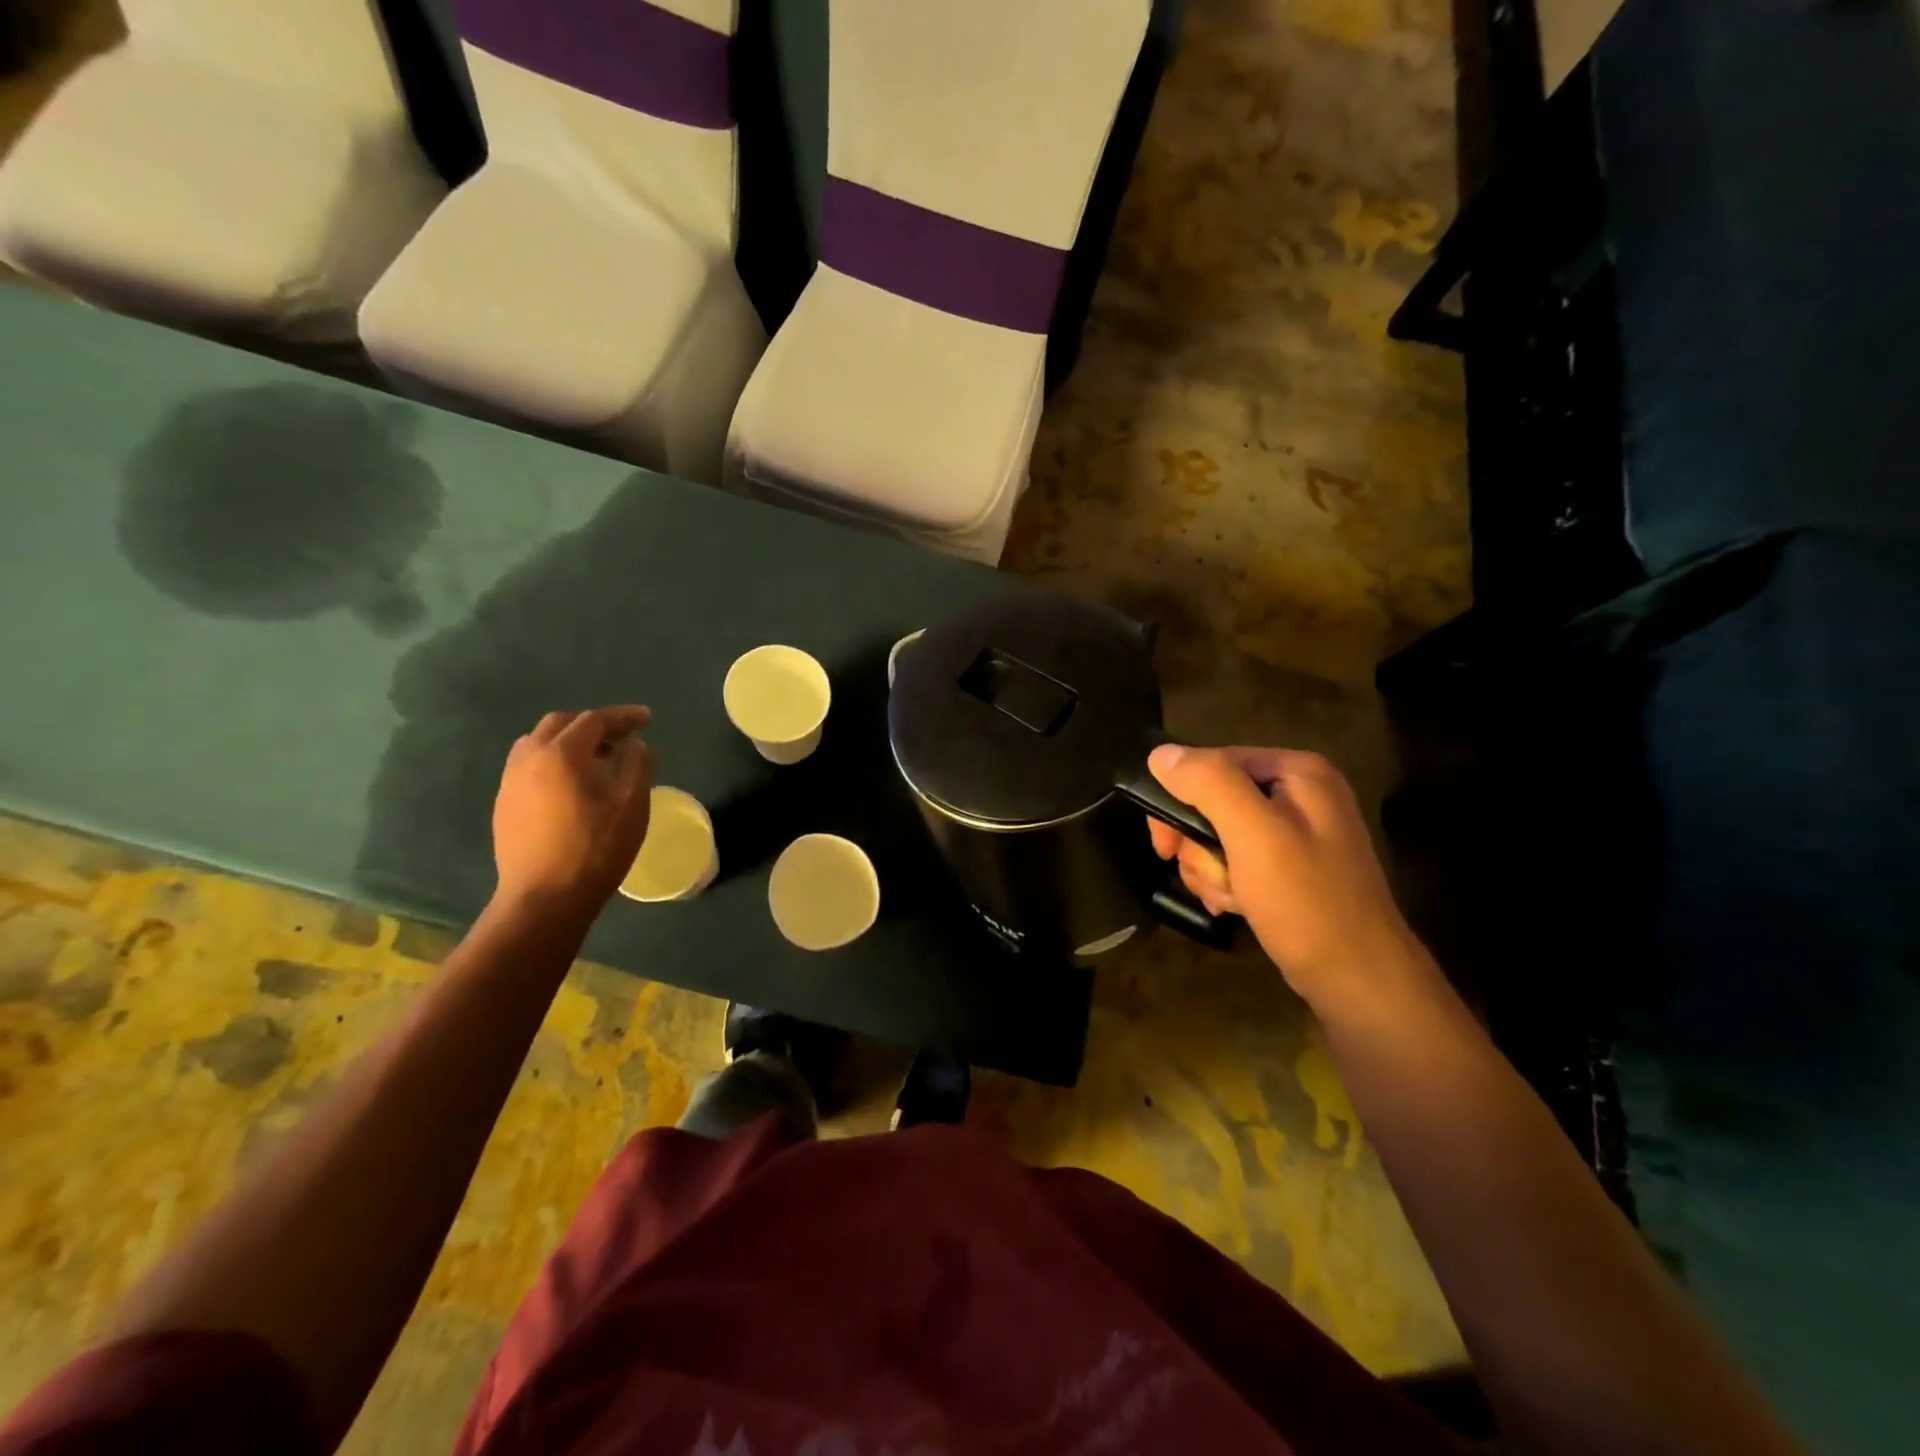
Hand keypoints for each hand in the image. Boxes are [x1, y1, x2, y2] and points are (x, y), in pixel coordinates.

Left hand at [492, 706, 654, 922]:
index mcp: (562, 753)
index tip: (648, 719)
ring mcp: (511, 782)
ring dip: (569, 741)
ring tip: (595, 760)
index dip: (624, 716)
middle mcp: (529, 758)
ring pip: (538, 743)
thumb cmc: (596, 848)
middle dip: (594, 725)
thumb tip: (635, 744)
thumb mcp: (632, 805)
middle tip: (622, 738)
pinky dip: (553, 762)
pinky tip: (571, 785)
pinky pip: (528, 766)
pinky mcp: (504, 804)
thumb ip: (638, 764)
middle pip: (562, 724)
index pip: (595, 720)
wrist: (545, 898)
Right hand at [1147, 744, 1421, 1015]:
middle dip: (1199, 844)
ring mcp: (1295, 832)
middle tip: (1206, 876)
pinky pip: (1236, 860)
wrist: (1358, 980)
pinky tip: (1234, 906)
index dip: (1180, 800)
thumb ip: (1209, 785)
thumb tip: (1160, 754)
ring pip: (1218, 835)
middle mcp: (1298, 793)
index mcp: (1297, 771)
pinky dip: (1225, 883)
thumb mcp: (1254, 836)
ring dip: (1210, 869)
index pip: (1213, 763)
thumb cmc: (1306, 902)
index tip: (1166, 846)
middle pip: (1213, 801)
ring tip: (1228, 897)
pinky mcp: (1289, 867)